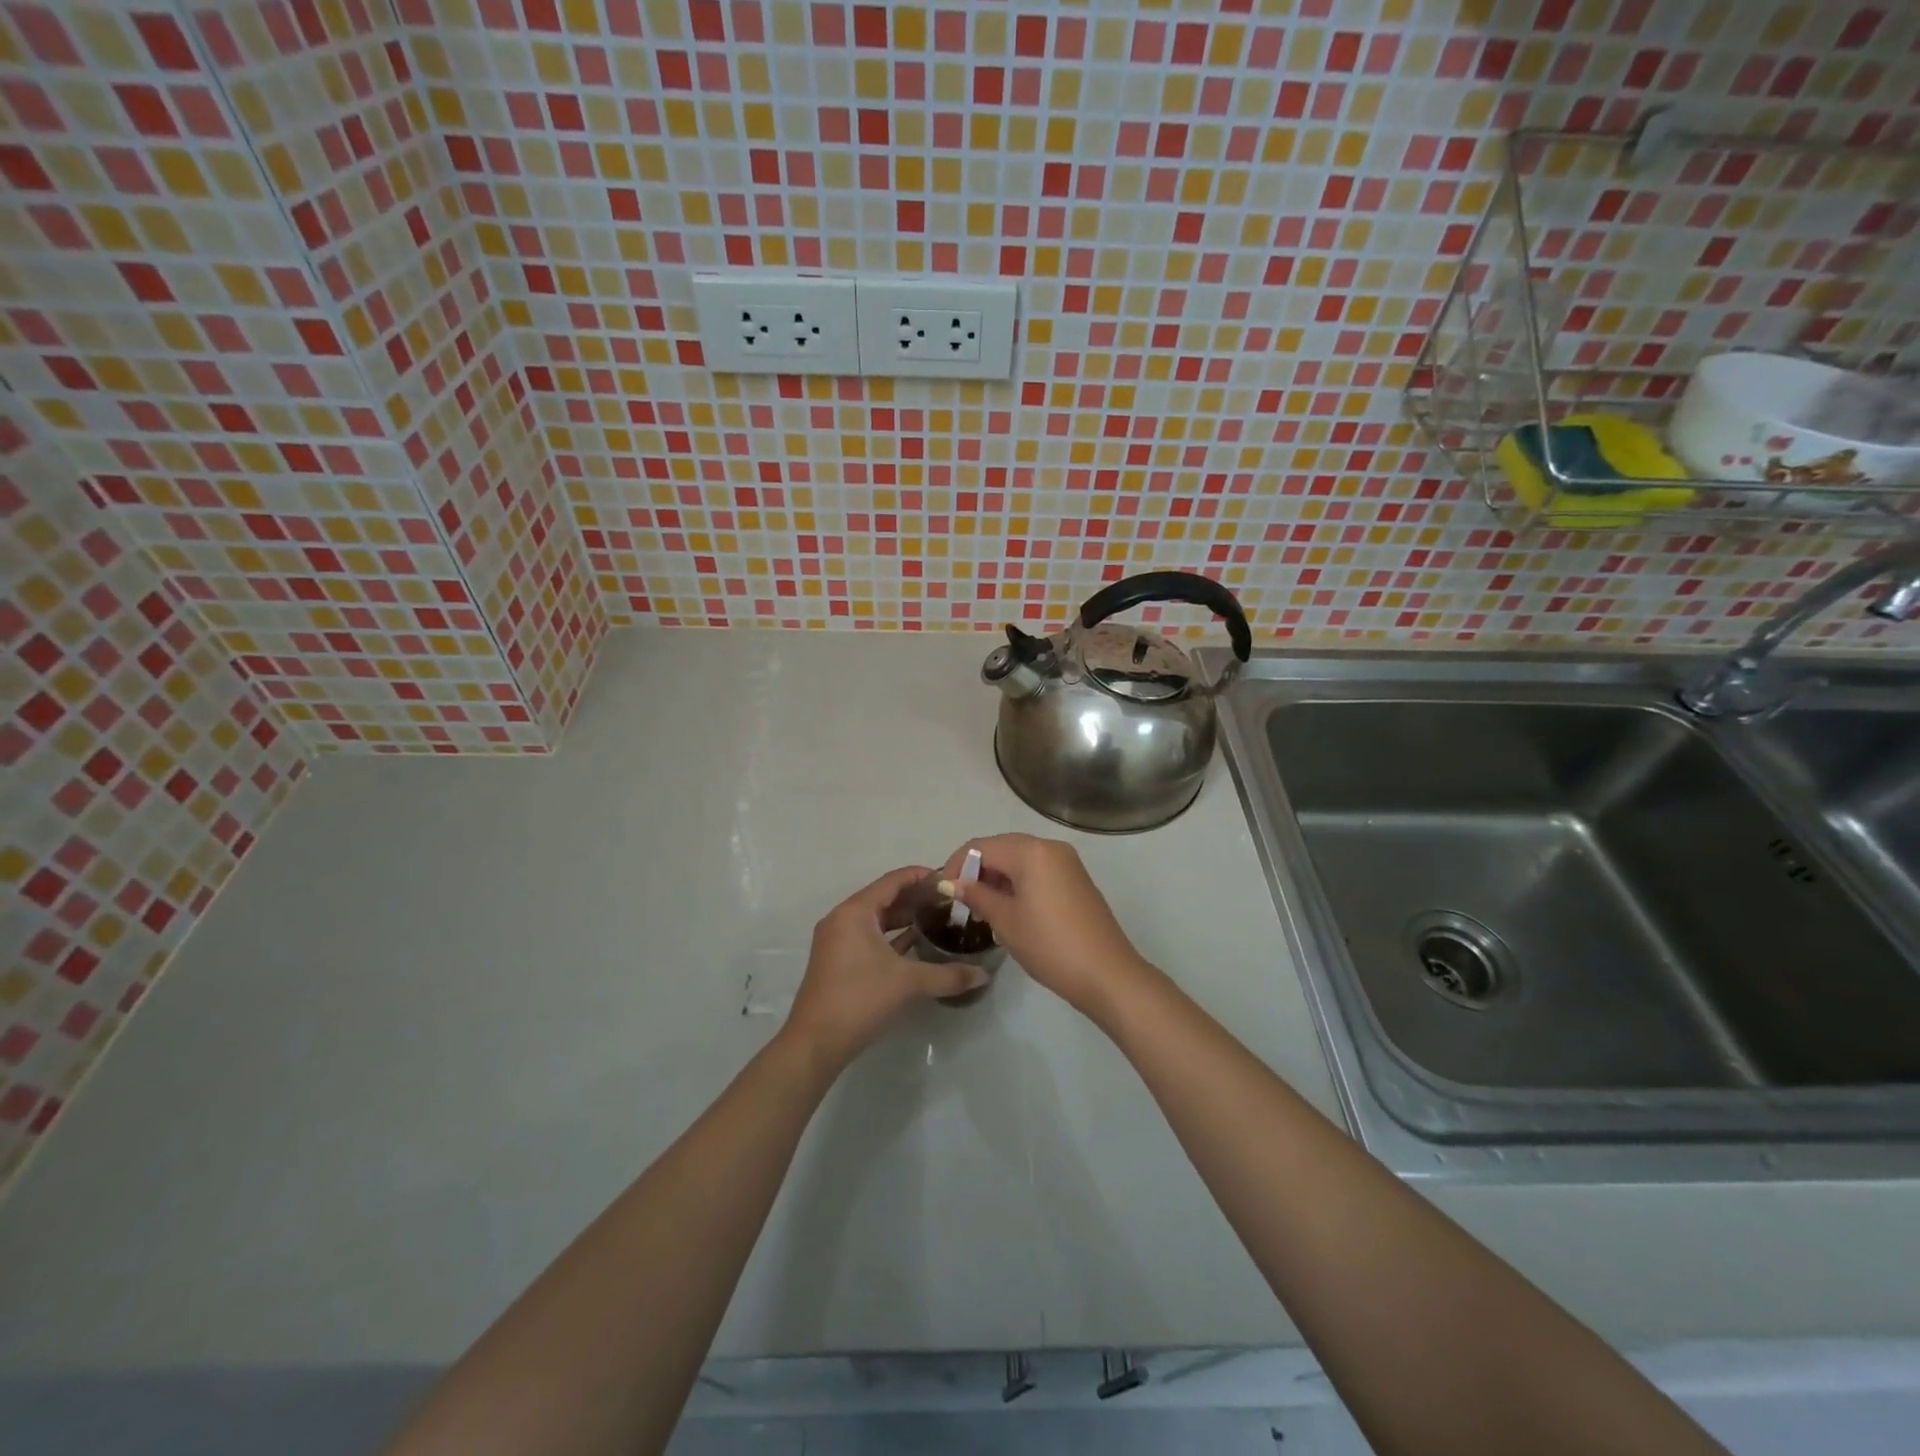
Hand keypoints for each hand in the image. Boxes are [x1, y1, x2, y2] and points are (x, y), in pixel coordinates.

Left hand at [782, 865, 988, 1073]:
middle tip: (950, 902)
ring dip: (905, 918)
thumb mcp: (908, 983)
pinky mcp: (839, 961)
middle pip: (885, 897)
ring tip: (939, 919)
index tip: (950, 880)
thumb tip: (984, 974)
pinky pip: (870, 937)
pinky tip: (917, 944)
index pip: (893, 880)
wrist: (816, 1042)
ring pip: (877, 919)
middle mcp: (843, 918)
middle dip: (917, 898)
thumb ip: (948, 975)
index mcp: (855, 911)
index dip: (922, 876)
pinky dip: (892, 937)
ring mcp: (838, 940)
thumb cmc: (860, 999)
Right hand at [940, 834, 1151, 1018]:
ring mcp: (1067, 862)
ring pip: (1020, 859)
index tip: (941, 891)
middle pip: (1001, 848)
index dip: (956, 865)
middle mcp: (1050, 847)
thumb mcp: (1005, 921)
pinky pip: (1037, 870)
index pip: (981, 846)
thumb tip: (952, 883)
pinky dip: (1018, 883)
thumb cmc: (1050, 945)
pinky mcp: (1075, 879)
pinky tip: (1008, 909)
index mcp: (1031, 851)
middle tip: (959, 901)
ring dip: (997, 878)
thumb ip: (976, 895)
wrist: (1107, 974)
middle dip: (976, 870)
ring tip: (980, 909)